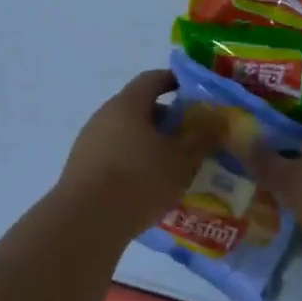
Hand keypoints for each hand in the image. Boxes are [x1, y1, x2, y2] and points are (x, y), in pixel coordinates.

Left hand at [53, 70, 219, 241]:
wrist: (86, 221)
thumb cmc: (139, 179)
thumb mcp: (182, 159)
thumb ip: (203, 138)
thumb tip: (219, 121)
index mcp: (127, 104)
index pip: (152, 79)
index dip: (175, 81)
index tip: (195, 92)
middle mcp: (103, 117)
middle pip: (139, 109)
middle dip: (167, 121)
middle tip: (192, 138)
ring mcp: (88, 143)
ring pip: (127, 136)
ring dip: (150, 146)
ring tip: (175, 167)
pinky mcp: (82, 170)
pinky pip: (115, 158)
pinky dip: (134, 165)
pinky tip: (150, 188)